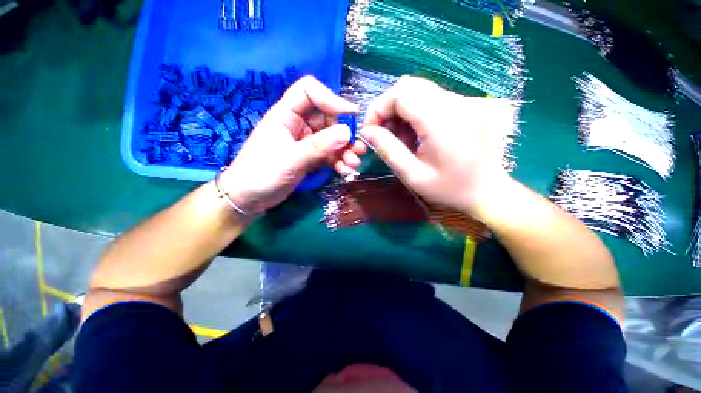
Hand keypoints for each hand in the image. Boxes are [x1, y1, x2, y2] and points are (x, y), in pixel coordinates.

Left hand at [219, 76, 364, 213]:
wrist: (250, 198)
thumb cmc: (262, 173)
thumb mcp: (291, 158)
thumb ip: (319, 146)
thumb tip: (348, 132)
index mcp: (286, 114)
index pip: (310, 92)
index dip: (331, 99)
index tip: (351, 115)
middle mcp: (298, 124)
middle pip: (328, 118)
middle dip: (345, 133)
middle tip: (359, 148)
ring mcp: (306, 142)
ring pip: (332, 139)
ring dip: (345, 150)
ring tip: (354, 163)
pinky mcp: (311, 157)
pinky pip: (330, 155)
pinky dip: (339, 161)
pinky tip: (346, 171)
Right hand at [361, 76, 516, 217]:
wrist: (489, 192)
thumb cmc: (449, 189)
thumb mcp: (413, 176)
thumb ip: (388, 150)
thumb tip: (366, 131)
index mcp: (444, 122)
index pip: (401, 93)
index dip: (379, 107)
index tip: (371, 129)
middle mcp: (460, 103)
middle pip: (411, 86)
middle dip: (389, 108)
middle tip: (385, 134)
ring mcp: (471, 100)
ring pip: (422, 91)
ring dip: (403, 111)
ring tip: (404, 139)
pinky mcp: (474, 102)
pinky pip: (435, 98)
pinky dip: (419, 112)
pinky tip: (420, 134)